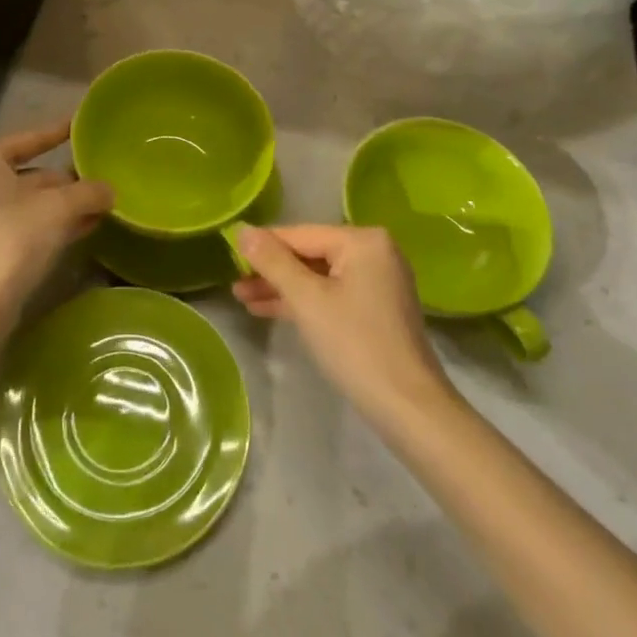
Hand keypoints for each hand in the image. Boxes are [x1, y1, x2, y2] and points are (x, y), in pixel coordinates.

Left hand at [0, 120, 112, 323]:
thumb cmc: (15, 233)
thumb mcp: (61, 206)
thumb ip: (88, 192)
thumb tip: (109, 191)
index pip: (27, 140)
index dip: (56, 133)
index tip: (77, 125)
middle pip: (27, 176)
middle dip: (64, 181)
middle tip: (97, 177)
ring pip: (25, 204)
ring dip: (61, 206)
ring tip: (99, 205)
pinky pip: (20, 226)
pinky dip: (48, 225)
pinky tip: (83, 228)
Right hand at [232, 224, 454, 422]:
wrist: (407, 407)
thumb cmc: (354, 344)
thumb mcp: (306, 300)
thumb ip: (273, 261)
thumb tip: (242, 230)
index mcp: (363, 240)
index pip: (300, 234)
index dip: (263, 245)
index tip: (228, 253)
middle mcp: (374, 252)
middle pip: (309, 254)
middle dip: (271, 271)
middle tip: (234, 283)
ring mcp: (377, 281)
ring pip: (318, 277)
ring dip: (282, 288)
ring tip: (242, 298)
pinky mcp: (375, 308)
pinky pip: (331, 294)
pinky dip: (303, 302)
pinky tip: (269, 309)